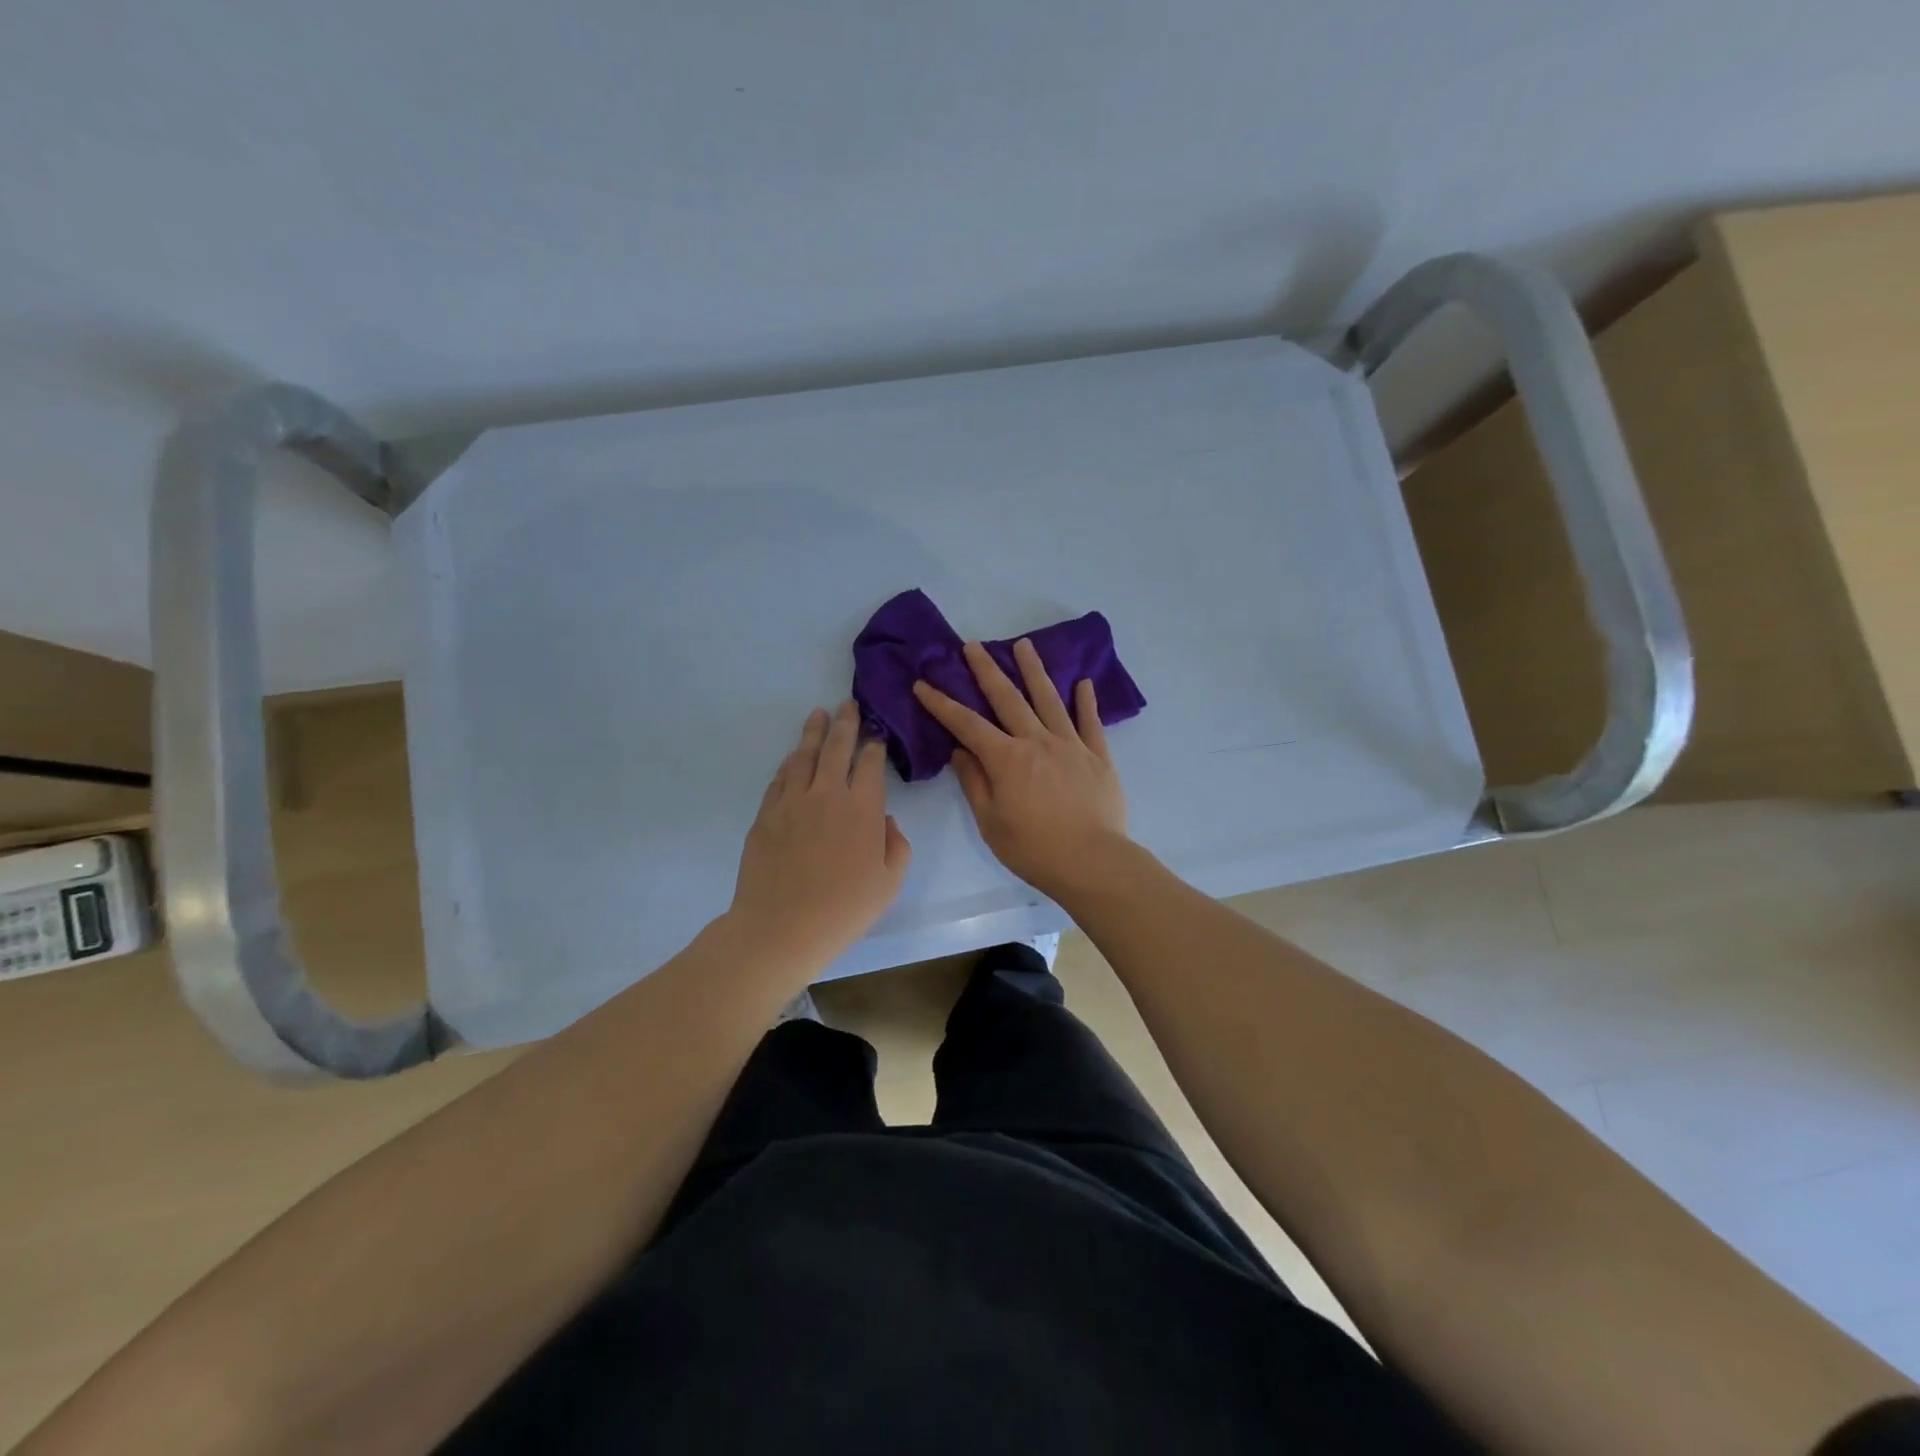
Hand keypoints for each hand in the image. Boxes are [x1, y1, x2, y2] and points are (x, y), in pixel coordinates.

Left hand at [726, 701, 912, 976]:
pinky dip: (790, 762)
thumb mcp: (889, 883)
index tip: (876, 736)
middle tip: (847, 704)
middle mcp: (826, 794)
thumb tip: (885, 822)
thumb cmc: (843, 910)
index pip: (870, 763)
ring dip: (813, 732)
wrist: (780, 928)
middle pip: (836, 747)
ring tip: (818, 715)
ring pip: (803, 756)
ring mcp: (791, 801)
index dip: (874, 745)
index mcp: (862, 808)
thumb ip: (896, 846)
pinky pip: (780, 778)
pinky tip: (794, 757)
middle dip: (845, 723)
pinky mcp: (766, 814)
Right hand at [912, 639, 1128, 899]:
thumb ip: (974, 782)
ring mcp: (1071, 745)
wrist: (1093, 862)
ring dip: (1034, 670)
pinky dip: (1086, 701)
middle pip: (1008, 698)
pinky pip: (1090, 722)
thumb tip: (960, 750)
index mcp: (1006, 759)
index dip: (942, 703)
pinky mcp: (1098, 756)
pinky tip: (1083, 683)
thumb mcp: (990, 822)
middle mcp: (1037, 741)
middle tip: (973, 645)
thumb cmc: (1034, 849)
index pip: (966, 724)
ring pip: (1049, 699)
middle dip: (987, 670)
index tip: (923, 684)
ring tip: (1024, 645)